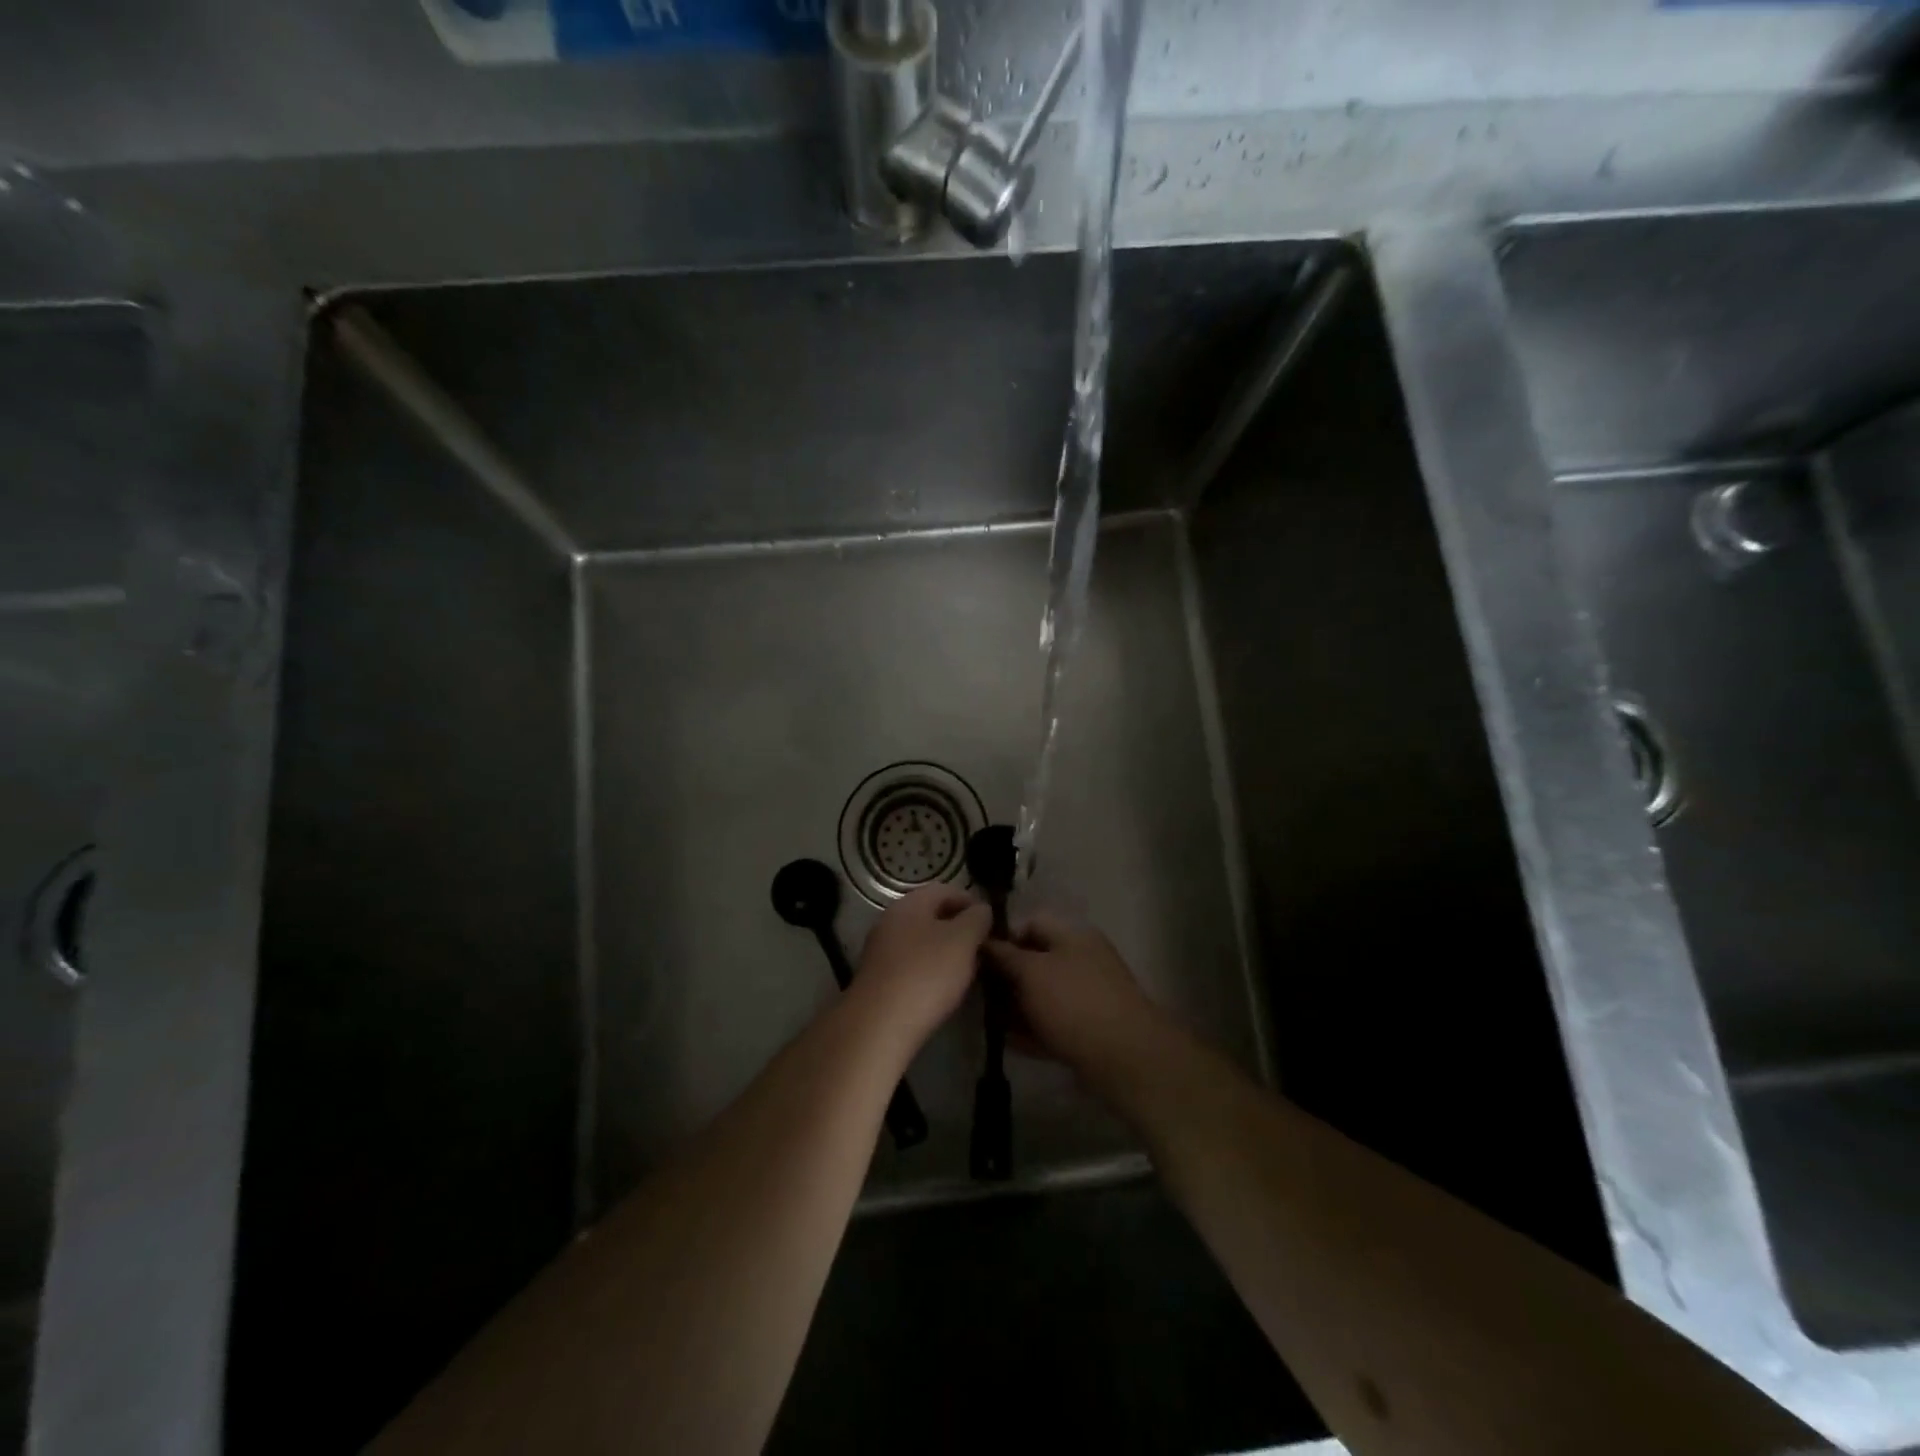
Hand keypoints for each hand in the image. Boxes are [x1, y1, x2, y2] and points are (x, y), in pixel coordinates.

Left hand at [851, 886, 991, 1049]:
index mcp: (909, 904)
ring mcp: (881, 951)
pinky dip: (930, 972)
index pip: (945, 890)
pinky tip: (942, 991)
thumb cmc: (926, 974)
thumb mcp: (963, 941)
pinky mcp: (878, 979)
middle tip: (982, 949)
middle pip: (931, 916)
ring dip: (945, 952)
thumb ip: (977, 919)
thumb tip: (981, 910)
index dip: (971, 902)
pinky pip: (911, 966)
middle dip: (959, 929)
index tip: (992, 923)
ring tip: (968, 972)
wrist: (879, 1026)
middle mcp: (890, 921)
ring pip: (921, 942)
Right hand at [981, 914, 1168, 1089]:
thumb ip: (1004, 956)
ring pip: (1043, 994)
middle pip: (1035, 961)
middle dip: (1006, 978)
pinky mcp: (1090, 1029)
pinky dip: (1033, 1029)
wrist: (1125, 1058)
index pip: (1031, 924)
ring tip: (990, 1022)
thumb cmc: (1073, 1003)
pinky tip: (1011, 1042)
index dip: (1002, 937)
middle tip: (979, 995)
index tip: (976, 959)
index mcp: (1073, 936)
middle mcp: (1082, 960)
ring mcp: (1088, 996)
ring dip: (1016, 1006)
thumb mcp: (1031, 972)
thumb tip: (983, 942)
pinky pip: (1054, 1022)